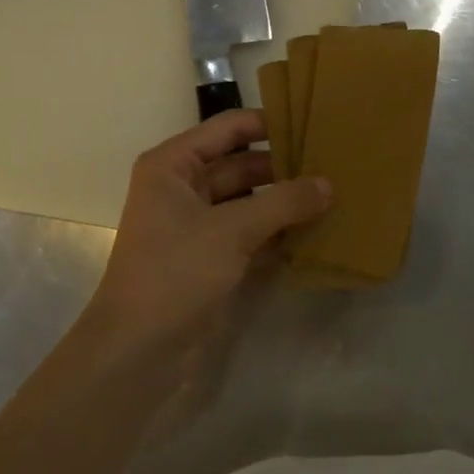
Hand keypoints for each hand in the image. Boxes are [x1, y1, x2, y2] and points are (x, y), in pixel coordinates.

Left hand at [88, 109, 330, 353]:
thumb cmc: (176, 272)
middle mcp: (184, 187)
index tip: (314, 124)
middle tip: (334, 164)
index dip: (270, 123)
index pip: (229, 128)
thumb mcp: (232, 230)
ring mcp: (198, 224)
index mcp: (174, 165)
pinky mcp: (212, 256)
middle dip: (284, 166)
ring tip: (334, 194)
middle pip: (242, 163)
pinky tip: (316, 229)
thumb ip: (284, 202)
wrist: (139, 350)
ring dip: (285, 200)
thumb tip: (329, 184)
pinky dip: (279, 230)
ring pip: (250, 199)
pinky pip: (252, 231)